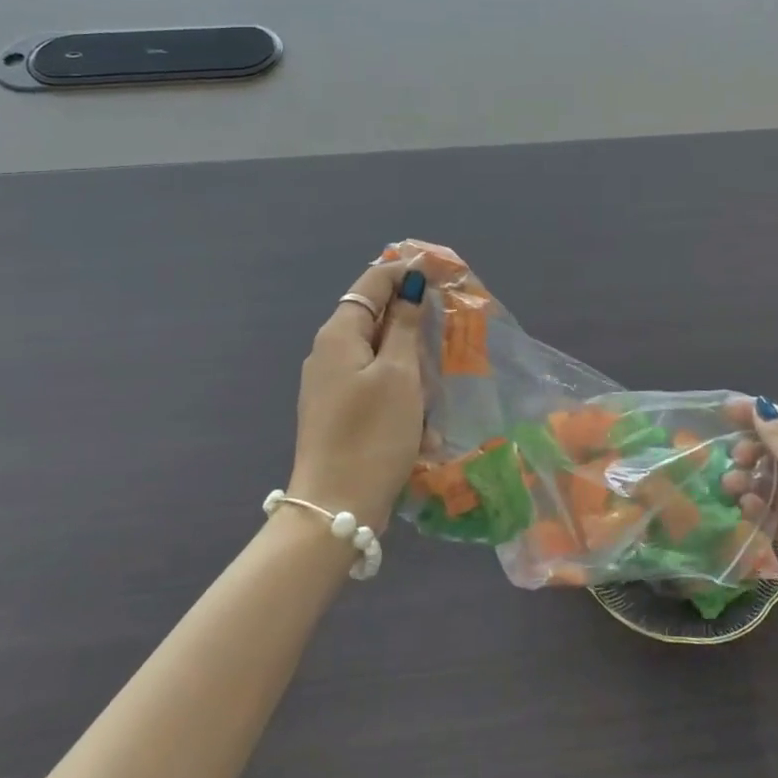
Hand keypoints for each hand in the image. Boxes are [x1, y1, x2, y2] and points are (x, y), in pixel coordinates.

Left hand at [289, 258, 427, 531]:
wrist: (335, 507)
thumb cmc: (372, 434)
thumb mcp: (399, 374)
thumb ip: (404, 325)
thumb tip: (410, 285)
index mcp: (339, 334)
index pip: (374, 282)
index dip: (407, 270)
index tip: (445, 270)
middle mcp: (329, 352)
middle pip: (376, 317)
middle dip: (412, 323)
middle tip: (448, 332)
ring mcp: (331, 384)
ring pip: (380, 355)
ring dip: (410, 366)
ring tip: (434, 390)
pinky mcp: (339, 412)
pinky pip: (375, 387)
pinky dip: (400, 396)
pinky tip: (421, 428)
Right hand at [723, 399, 777, 632]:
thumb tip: (760, 406)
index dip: (763, 415)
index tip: (728, 410)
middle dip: (755, 453)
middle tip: (734, 456)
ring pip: (776, 487)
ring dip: (752, 482)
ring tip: (730, 484)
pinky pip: (777, 517)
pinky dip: (761, 510)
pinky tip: (746, 507)